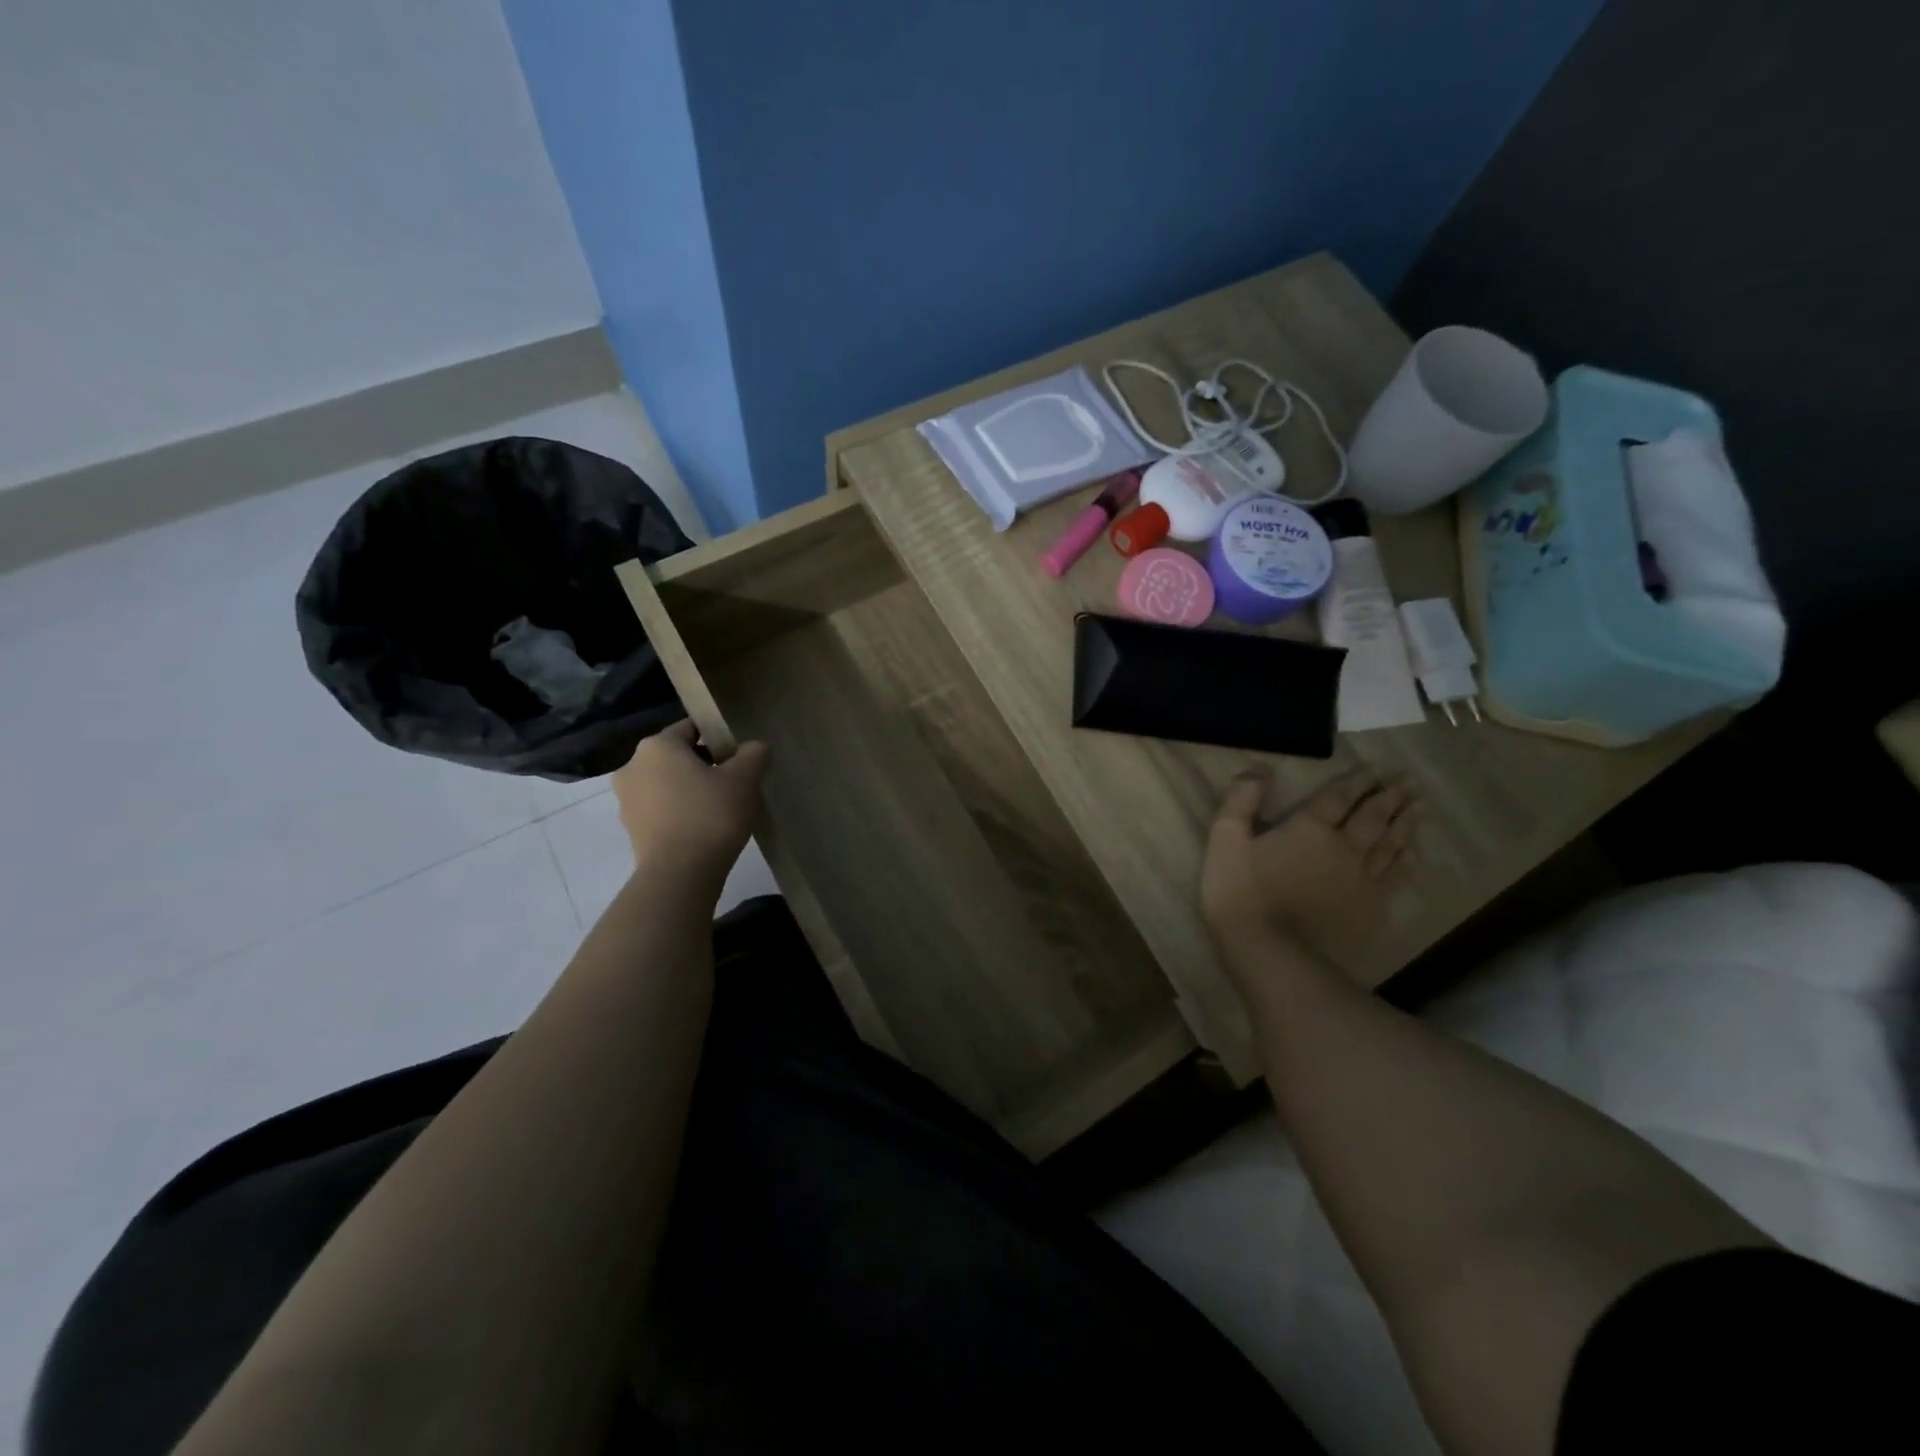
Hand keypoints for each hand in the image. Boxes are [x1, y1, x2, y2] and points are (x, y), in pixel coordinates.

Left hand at [612, 722, 769, 895]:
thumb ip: (753, 754)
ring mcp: (626, 800)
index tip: (739, 758)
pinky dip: (680, 812)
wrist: (679, 874)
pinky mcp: (630, 829)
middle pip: (677, 756)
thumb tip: (754, 748)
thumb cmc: (711, 814)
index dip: (719, 739)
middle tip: (734, 784)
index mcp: (657, 745)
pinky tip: (704, 828)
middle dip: (705, 765)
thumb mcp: (745, 779)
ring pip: (667, 783)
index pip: (691, 728)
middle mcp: (633, 766)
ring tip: (721, 809)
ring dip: (690, 789)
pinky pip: (661, 809)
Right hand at [1201, 766, 1417, 977]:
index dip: (1356, 780)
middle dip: (1389, 797)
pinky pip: (1395, 879)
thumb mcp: (1225, 840)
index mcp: (1309, 829)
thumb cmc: (1241, 894)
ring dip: (1405, 824)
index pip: (1337, 797)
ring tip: (1419, 808)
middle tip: (1409, 781)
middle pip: (1372, 817)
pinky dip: (1407, 863)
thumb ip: (1240, 801)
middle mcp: (1344, 848)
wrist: (1273, 954)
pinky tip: (1414, 856)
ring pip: (1390, 845)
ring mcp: (1362, 881)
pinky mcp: (1370, 910)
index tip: (1376, 767)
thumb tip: (1259, 768)